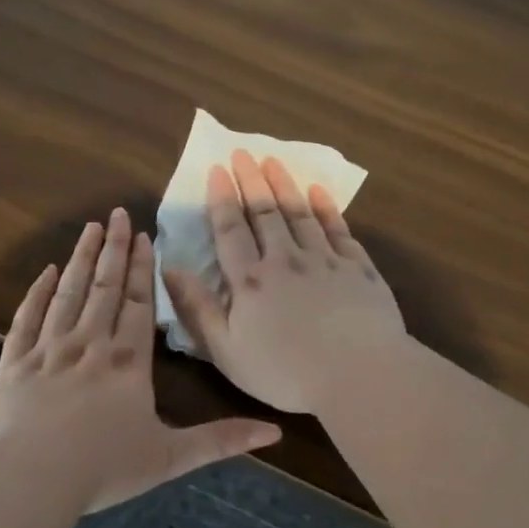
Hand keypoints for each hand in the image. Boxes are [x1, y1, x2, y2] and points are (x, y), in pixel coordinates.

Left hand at [0, 207, 281, 510]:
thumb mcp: (171, 457)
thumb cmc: (104, 467)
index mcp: (128, 362)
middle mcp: (90, 345)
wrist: (31, 478)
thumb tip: (274, 431)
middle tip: (117, 214)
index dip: (141, 269)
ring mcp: (49, 350)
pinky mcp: (16, 363)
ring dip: (81, 260)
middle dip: (113, 249)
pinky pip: (27, 318)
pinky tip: (47, 272)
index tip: (143, 236)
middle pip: (105, 288)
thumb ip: (221, 440)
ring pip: (69, 294)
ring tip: (89, 229)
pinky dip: (38, 293)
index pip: (138, 304)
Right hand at [162, 150, 406, 413]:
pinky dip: (326, 208)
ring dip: (285, 185)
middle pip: (265, 213)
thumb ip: (197, 308)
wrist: (359, 374)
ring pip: (300, 213)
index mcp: (250, 281)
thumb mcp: (226, 350)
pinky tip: (319, 192)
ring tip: (273, 161)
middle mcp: (285, 260)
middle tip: (242, 153)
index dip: (222, 198)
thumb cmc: (285, 372)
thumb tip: (169, 268)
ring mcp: (325, 260)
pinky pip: (338, 229)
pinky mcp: (358, 268)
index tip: (217, 170)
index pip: (230, 230)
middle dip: (251, 181)